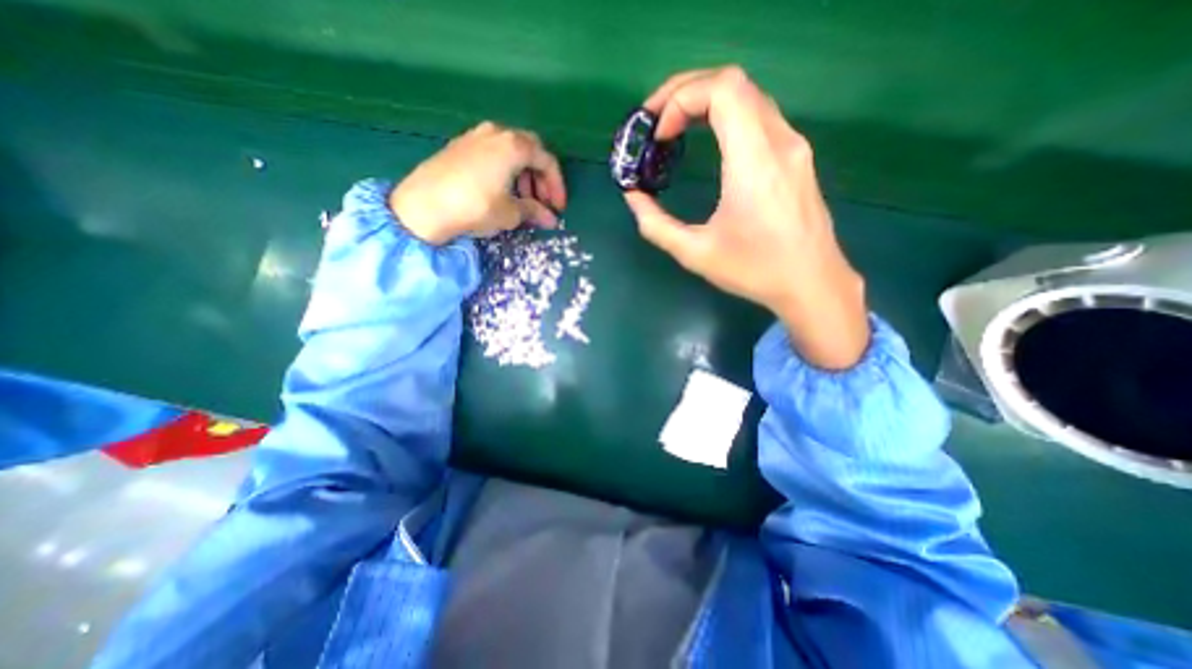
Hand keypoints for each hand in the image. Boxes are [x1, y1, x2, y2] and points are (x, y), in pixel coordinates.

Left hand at [388, 120, 562, 245]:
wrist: (423, 205)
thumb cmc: (475, 206)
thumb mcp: (510, 213)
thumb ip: (534, 212)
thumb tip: (551, 219)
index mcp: (514, 145)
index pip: (547, 161)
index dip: (557, 186)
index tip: (558, 208)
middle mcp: (497, 132)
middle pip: (530, 151)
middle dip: (540, 178)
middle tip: (542, 202)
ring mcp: (476, 136)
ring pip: (511, 151)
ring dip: (523, 175)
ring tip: (522, 200)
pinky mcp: (460, 145)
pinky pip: (493, 153)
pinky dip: (505, 170)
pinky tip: (501, 190)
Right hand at [625, 66, 868, 369]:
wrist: (812, 283)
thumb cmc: (754, 271)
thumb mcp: (695, 254)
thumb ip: (656, 224)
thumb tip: (633, 197)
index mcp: (753, 162)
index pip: (722, 91)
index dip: (681, 98)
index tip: (659, 134)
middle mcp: (779, 142)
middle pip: (733, 82)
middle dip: (686, 91)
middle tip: (656, 120)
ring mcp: (793, 145)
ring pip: (747, 95)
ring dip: (706, 100)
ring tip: (675, 127)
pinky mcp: (796, 156)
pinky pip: (758, 115)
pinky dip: (726, 114)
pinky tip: (708, 139)